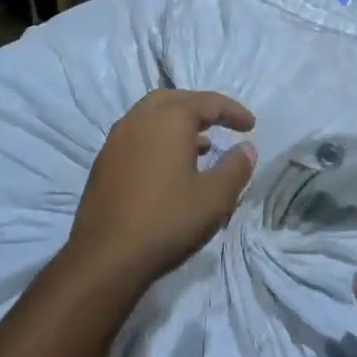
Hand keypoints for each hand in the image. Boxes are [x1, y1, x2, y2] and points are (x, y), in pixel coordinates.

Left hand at [63, 89, 256, 296]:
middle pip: (176, 99)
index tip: (251, 125)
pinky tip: (169, 165)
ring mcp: (117, 138)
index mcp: (170, 118)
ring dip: (178, 122)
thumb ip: (235, 168)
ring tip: (201, 145)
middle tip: (221, 124)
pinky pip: (138, 134)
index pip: (208, 102)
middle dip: (201, 108)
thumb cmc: (167, 220)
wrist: (105, 257)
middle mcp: (140, 118)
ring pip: (153, 115)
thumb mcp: (214, 198)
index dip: (233, 111)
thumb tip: (246, 148)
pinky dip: (159, 137)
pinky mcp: (105, 160)